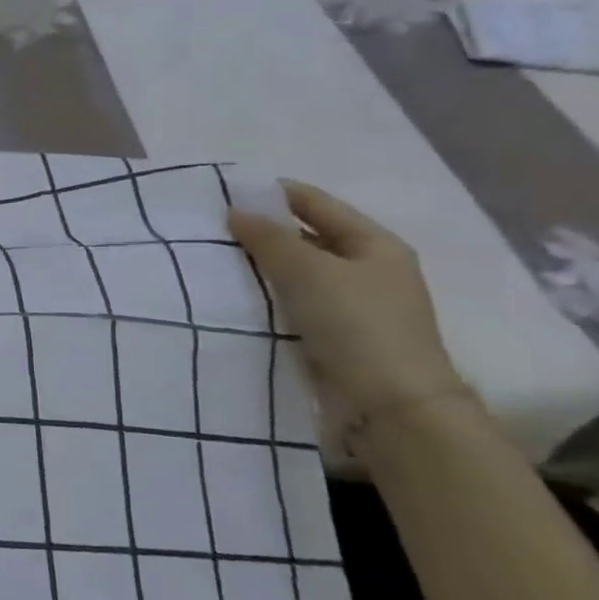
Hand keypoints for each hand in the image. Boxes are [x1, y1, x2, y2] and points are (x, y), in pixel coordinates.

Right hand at [228, 180, 465, 420]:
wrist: (390, 407)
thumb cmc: (357, 325)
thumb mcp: (310, 271)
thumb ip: (269, 238)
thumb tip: (235, 211)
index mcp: (374, 244)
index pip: (316, 204)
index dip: (273, 194)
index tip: (225, 192)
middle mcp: (364, 270)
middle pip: (304, 237)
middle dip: (260, 231)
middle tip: (209, 227)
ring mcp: (349, 305)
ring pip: (293, 273)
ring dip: (258, 266)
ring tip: (210, 258)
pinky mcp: (331, 335)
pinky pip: (289, 303)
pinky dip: (263, 295)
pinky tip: (230, 294)